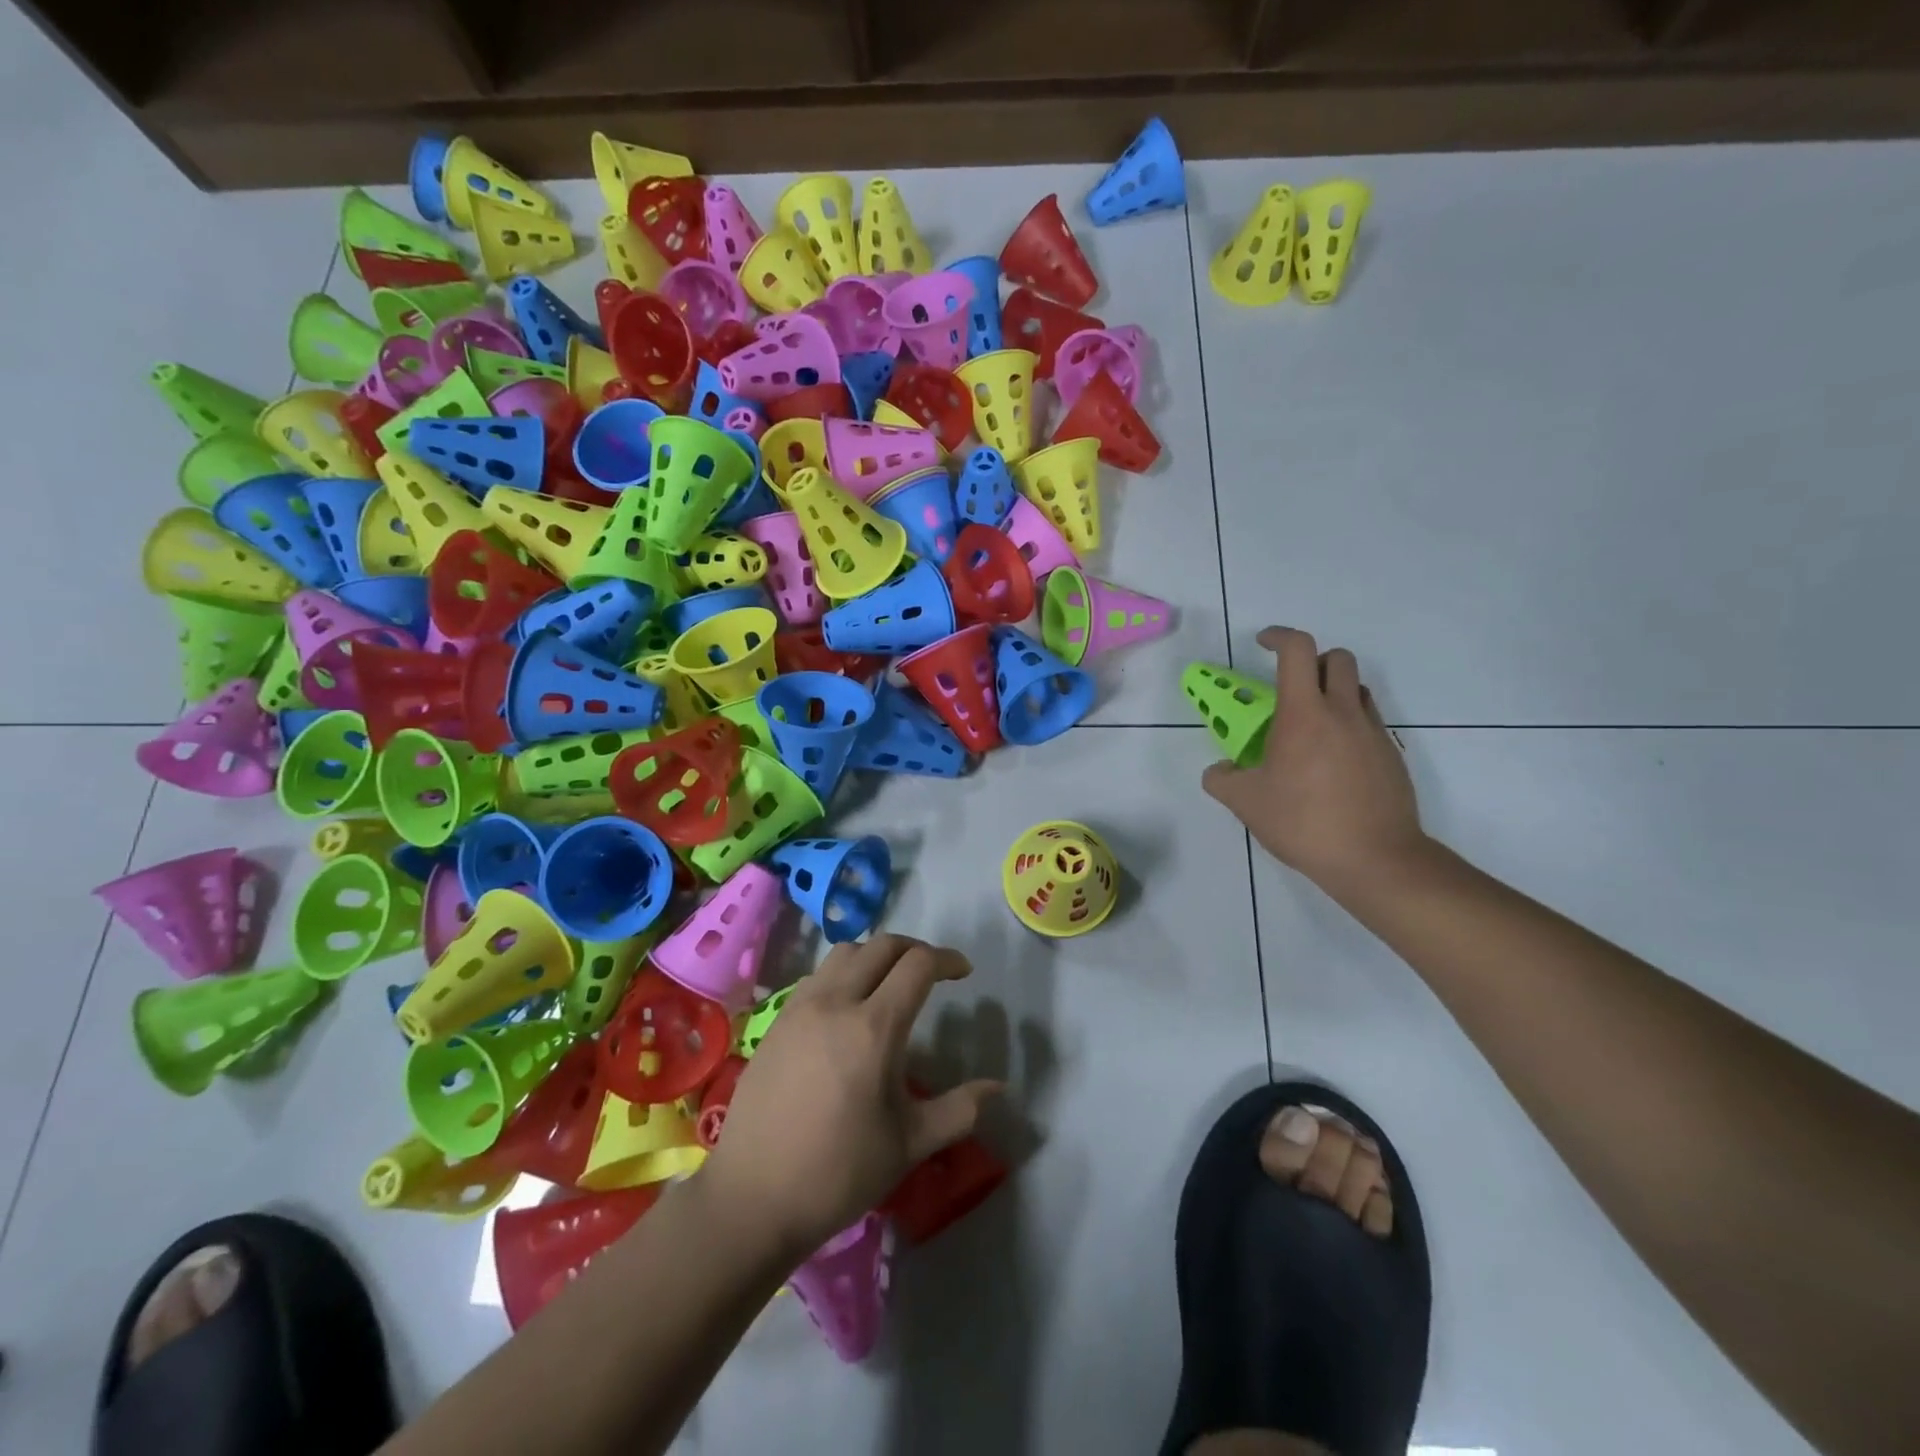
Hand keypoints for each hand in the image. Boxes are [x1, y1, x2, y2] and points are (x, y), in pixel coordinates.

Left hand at [698, 934, 1001, 1260]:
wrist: (751, 1198)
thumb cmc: (838, 1173)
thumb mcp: (909, 1144)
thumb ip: (960, 1110)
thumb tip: (998, 1087)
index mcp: (874, 1028)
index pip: (917, 965)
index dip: (947, 959)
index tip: (963, 972)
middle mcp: (836, 1002)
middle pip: (882, 945)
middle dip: (915, 949)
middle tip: (933, 971)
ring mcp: (800, 1007)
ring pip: (845, 953)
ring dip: (876, 955)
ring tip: (891, 982)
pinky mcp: (777, 1020)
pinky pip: (818, 975)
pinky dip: (845, 972)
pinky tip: (850, 1007)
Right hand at [1202, 626, 1427, 891]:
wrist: (1376, 858)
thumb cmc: (1304, 822)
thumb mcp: (1246, 803)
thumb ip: (1222, 779)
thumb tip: (1218, 771)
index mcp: (1304, 714)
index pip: (1297, 650)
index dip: (1278, 636)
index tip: (1261, 644)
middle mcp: (1343, 712)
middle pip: (1337, 658)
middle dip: (1311, 661)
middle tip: (1289, 687)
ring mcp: (1373, 732)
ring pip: (1357, 688)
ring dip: (1333, 690)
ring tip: (1310, 724)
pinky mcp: (1391, 755)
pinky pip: (1369, 721)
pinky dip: (1348, 724)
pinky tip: (1331, 761)